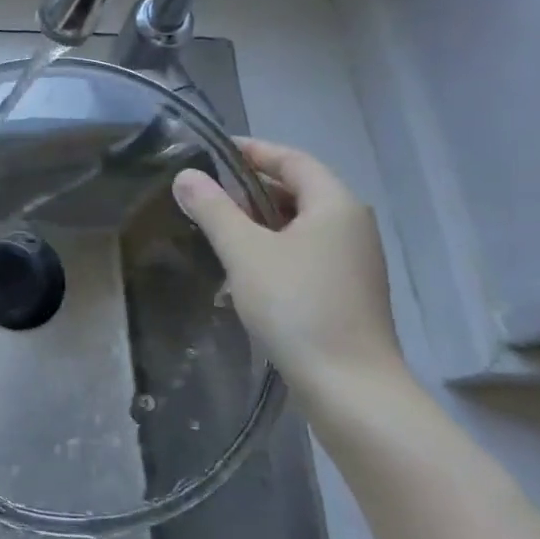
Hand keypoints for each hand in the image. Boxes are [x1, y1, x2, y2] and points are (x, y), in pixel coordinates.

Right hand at [171, 138, 407, 403]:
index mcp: (335, 205)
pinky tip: (243, 268)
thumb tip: (186, 176)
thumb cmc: (296, 305)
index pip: (292, 160)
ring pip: (299, 224)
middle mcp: (351, 226)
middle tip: (205, 192)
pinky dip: (273, 247)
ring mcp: (353, 261)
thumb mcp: (244, 251)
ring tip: (216, 228)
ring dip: (258, 221)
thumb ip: (214, 209)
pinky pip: (304, 252)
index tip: (211, 152)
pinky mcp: (346, 291)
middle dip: (250, 188)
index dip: (252, 151)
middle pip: (297, 190)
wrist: (350, 387)